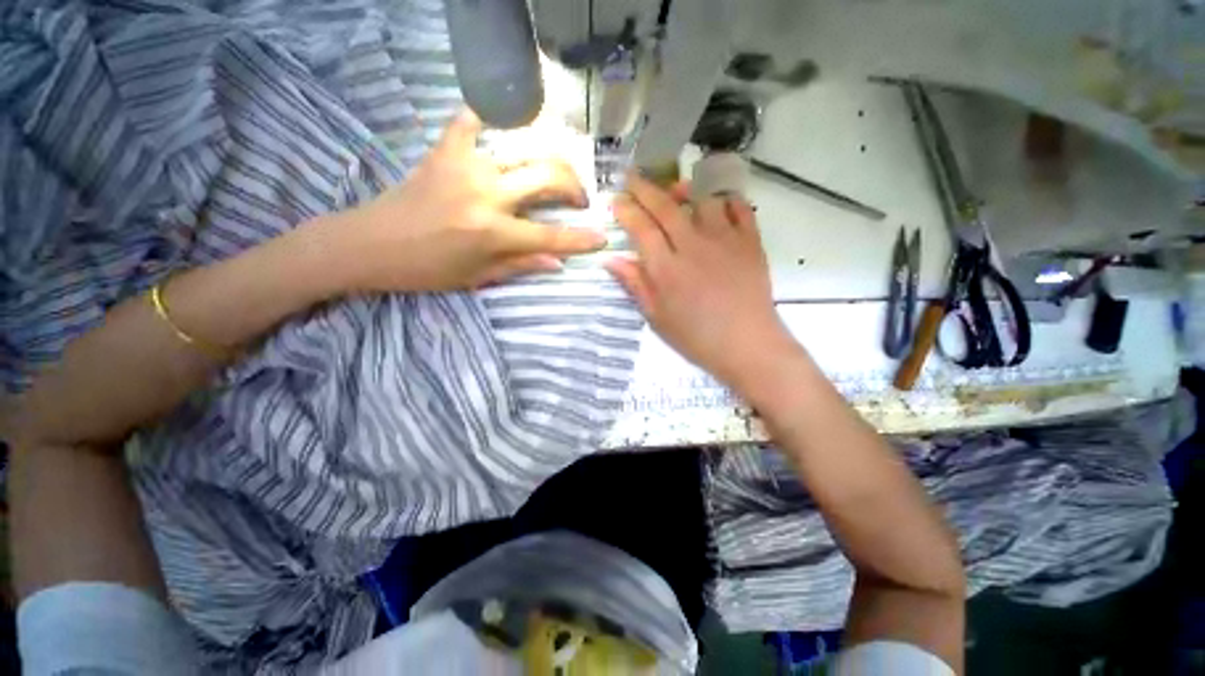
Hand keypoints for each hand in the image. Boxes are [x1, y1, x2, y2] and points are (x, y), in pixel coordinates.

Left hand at [327, 109, 606, 292]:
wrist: (369, 244)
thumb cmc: (427, 270)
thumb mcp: (478, 277)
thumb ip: (521, 264)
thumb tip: (557, 262)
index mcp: (493, 233)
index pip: (551, 236)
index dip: (581, 239)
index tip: (602, 237)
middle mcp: (486, 194)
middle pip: (548, 177)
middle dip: (575, 187)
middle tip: (580, 199)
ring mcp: (465, 166)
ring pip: (523, 149)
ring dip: (548, 159)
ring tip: (554, 172)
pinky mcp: (443, 151)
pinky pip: (470, 123)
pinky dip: (486, 119)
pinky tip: (498, 129)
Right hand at [605, 173, 791, 384]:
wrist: (747, 344)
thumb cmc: (696, 337)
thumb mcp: (657, 317)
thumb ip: (635, 285)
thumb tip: (611, 260)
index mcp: (667, 268)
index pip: (641, 228)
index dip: (626, 210)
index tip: (615, 200)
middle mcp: (693, 246)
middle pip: (666, 207)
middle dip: (645, 188)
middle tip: (632, 176)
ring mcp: (724, 240)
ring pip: (702, 199)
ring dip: (685, 188)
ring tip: (675, 187)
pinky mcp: (750, 242)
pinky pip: (739, 208)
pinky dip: (726, 199)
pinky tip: (717, 202)